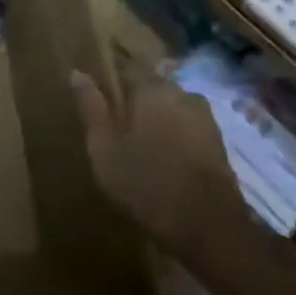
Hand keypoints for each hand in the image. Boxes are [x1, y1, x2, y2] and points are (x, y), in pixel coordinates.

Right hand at [70, 69, 249, 257]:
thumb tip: (77, 72)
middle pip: (153, 86)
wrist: (209, 227)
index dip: (113, 77)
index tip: (100, 92)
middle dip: (136, 99)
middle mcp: (182, 93)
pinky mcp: (218, 144)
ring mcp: (205, 119)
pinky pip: (187, 128)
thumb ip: (91, 107)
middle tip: (117, 121)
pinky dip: (174, 136)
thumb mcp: (104, 147)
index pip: (129, 66)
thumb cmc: (146, 181)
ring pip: (172, 108)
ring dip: (157, 118)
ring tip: (140, 142)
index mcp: (152, 88)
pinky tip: (163, 157)